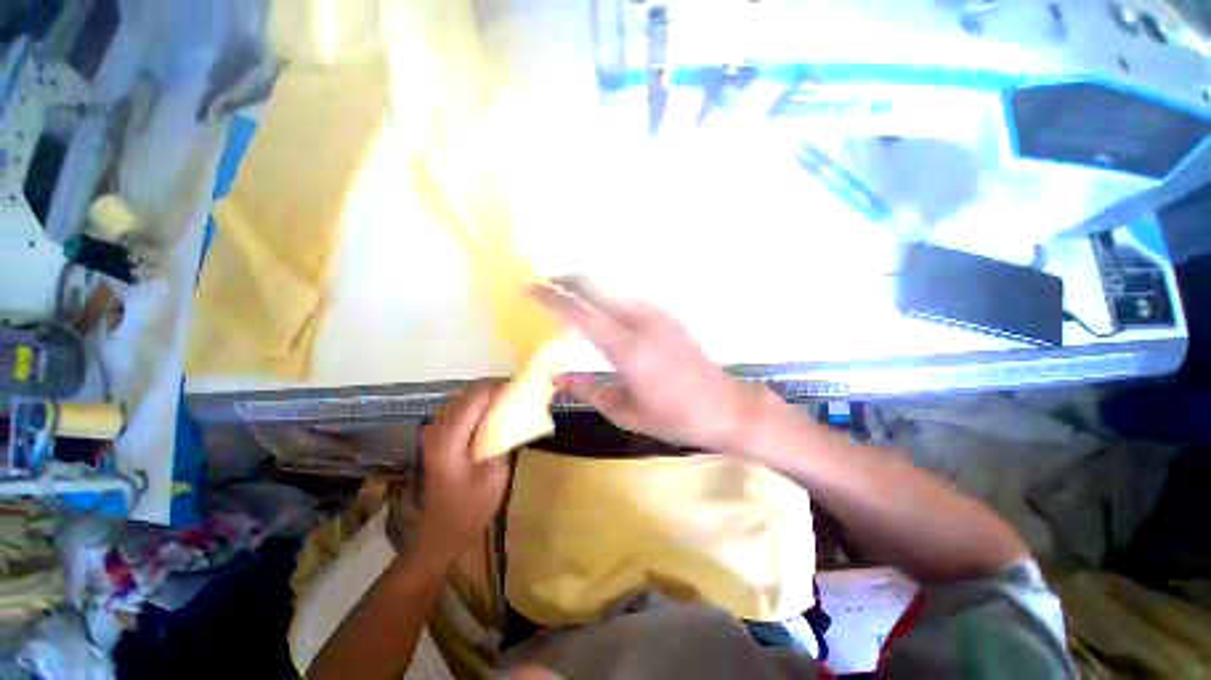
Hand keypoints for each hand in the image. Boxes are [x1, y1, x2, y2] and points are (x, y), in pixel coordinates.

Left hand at [415, 384, 510, 563]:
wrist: (442, 532)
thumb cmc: (470, 507)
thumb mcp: (495, 475)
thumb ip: (503, 439)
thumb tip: (515, 413)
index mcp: (450, 437)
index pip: (477, 397)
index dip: (501, 389)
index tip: (523, 390)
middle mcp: (438, 427)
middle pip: (469, 394)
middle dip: (496, 390)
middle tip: (520, 396)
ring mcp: (435, 431)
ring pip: (464, 399)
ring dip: (488, 397)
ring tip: (510, 403)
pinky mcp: (438, 437)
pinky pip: (460, 410)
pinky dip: (479, 407)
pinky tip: (494, 415)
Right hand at [530, 276, 775, 450]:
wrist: (726, 408)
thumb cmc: (675, 418)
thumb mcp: (625, 412)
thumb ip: (587, 390)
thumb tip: (555, 376)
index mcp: (627, 349)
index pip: (579, 311)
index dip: (550, 296)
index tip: (529, 288)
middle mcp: (641, 322)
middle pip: (595, 286)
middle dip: (567, 280)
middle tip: (547, 285)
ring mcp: (658, 315)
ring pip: (613, 291)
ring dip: (588, 290)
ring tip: (571, 300)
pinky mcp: (669, 317)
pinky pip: (630, 300)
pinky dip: (609, 300)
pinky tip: (605, 314)